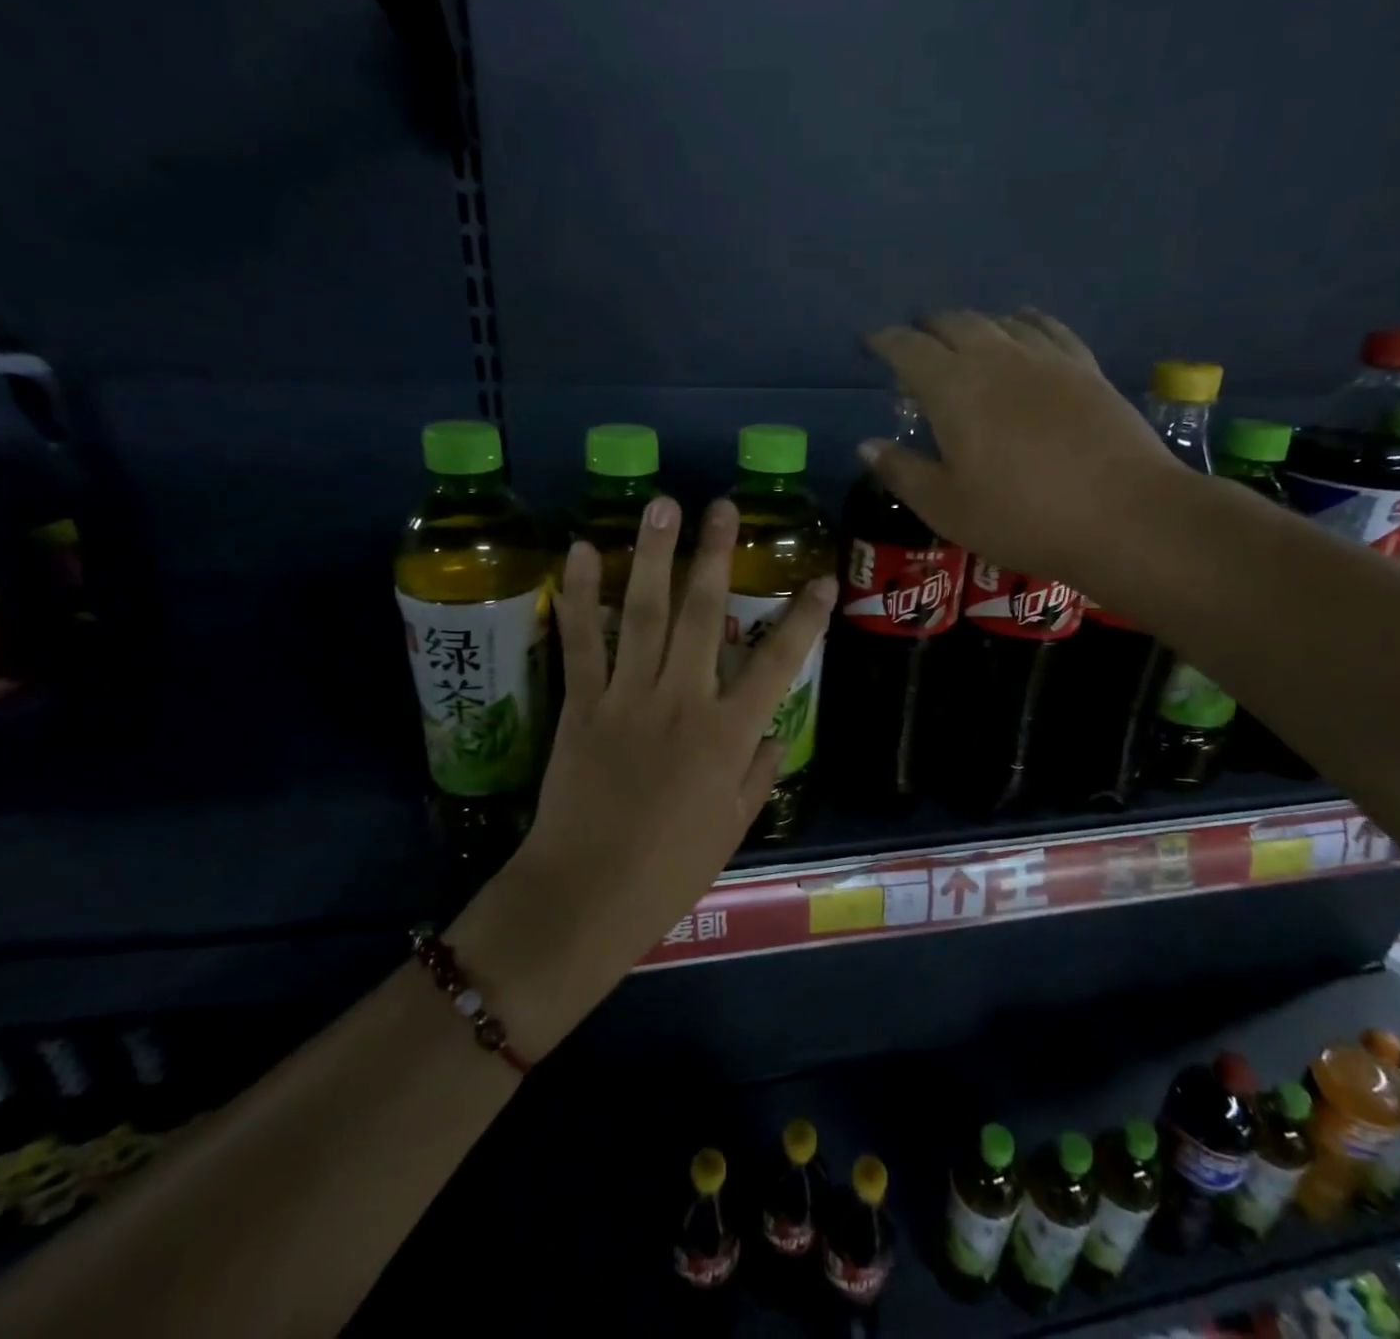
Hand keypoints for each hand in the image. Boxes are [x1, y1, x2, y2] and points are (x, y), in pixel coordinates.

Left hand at [450, 496, 835, 1055]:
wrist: (587, 894)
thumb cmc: (670, 869)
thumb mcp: (733, 827)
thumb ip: (759, 773)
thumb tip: (777, 734)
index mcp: (728, 735)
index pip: (777, 664)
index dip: (803, 619)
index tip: (820, 578)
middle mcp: (683, 701)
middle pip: (703, 615)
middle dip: (716, 556)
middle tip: (723, 507)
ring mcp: (628, 697)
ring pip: (643, 612)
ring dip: (652, 554)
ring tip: (661, 505)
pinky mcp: (581, 703)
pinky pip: (581, 641)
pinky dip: (579, 595)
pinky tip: (579, 551)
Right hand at [860, 308, 1181, 585]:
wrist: (1123, 516)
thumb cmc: (1020, 517)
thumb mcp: (945, 506)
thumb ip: (901, 471)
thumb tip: (866, 445)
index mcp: (954, 389)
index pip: (909, 349)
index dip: (884, 341)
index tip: (870, 343)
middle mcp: (997, 359)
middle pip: (954, 324)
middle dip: (926, 328)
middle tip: (912, 345)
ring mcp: (1047, 359)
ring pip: (999, 321)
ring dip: (971, 325)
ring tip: (960, 341)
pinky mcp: (1086, 368)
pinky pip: (1046, 328)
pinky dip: (1022, 322)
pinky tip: (1022, 327)